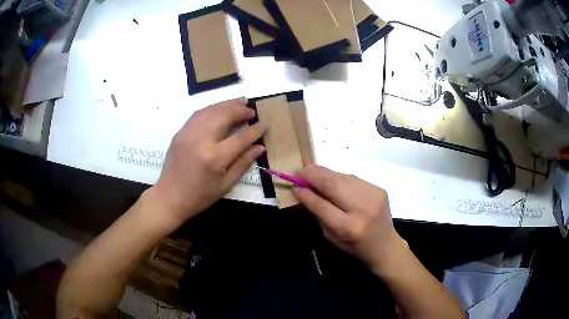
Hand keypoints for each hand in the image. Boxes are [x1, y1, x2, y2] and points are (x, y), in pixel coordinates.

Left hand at [147, 97, 266, 229]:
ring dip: (227, 104)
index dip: (255, 130)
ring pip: (211, 110)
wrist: (169, 197)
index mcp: (215, 158)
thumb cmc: (200, 196)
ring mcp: (188, 133)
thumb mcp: (225, 185)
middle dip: (241, 110)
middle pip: (224, 116)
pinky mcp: (180, 132)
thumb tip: (260, 147)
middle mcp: (201, 140)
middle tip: (252, 110)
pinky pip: (198, 113)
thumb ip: (243, 163)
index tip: (265, 124)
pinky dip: (212, 108)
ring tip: (240, 101)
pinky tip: (220, 108)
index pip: (240, 137)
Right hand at [292, 165, 405, 270]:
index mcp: (348, 227)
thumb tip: (303, 192)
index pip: (322, 205)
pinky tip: (330, 178)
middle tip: (299, 170)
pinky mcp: (379, 189)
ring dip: (325, 173)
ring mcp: (373, 196)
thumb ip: (318, 214)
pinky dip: (338, 176)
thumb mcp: (331, 238)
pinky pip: (353, 178)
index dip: (306, 194)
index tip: (294, 186)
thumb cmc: (355, 247)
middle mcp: (362, 209)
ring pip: (343, 177)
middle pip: (333, 185)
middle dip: (314, 175)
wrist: (385, 246)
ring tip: (311, 170)